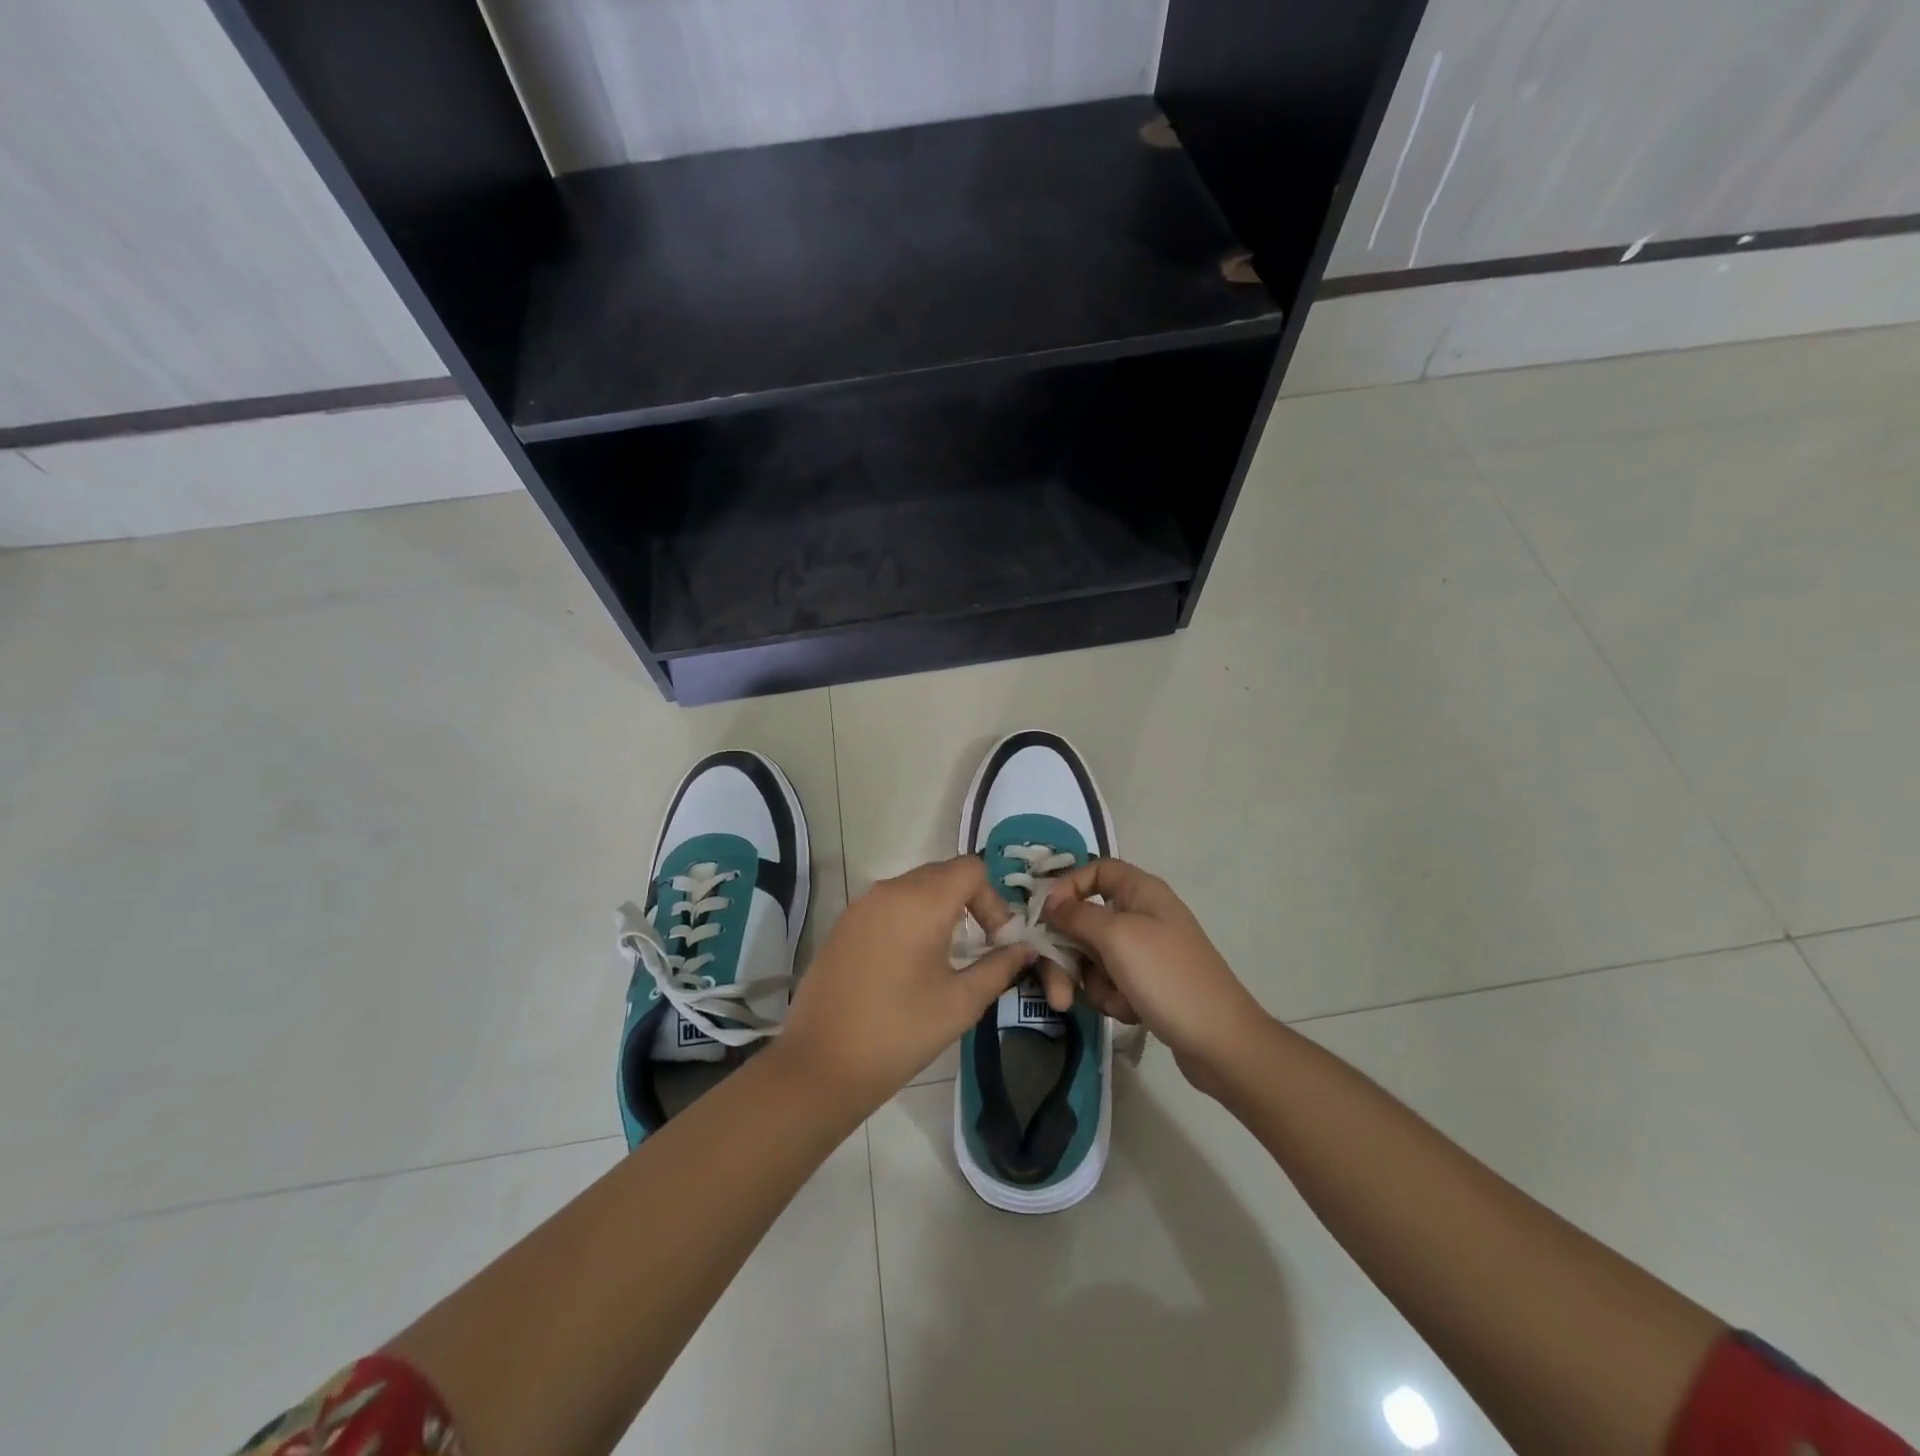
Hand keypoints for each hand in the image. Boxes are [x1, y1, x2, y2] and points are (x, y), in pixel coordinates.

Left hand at [776, 856, 1034, 1117]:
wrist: (820, 1065)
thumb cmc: (900, 1032)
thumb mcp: (960, 1002)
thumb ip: (999, 967)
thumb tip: (1025, 949)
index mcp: (920, 901)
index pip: (971, 868)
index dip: (993, 899)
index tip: (996, 941)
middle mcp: (888, 890)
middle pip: (942, 874)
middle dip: (969, 902)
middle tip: (980, 947)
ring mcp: (860, 906)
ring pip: (913, 888)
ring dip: (939, 910)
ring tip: (947, 956)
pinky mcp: (842, 926)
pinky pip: (887, 905)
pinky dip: (909, 919)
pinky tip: (909, 964)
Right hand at [1042, 860, 1269, 1089]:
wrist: (1220, 1042)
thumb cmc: (1167, 977)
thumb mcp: (1116, 937)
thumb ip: (1076, 915)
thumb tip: (1050, 901)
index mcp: (1141, 892)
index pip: (1097, 871)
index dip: (1068, 886)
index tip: (1045, 914)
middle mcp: (1142, 915)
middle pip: (1086, 920)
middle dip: (1068, 955)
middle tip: (1057, 990)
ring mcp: (1145, 952)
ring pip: (1094, 956)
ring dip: (1092, 981)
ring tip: (1111, 1004)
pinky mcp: (1146, 984)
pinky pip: (1111, 981)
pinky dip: (1113, 997)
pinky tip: (1130, 1012)